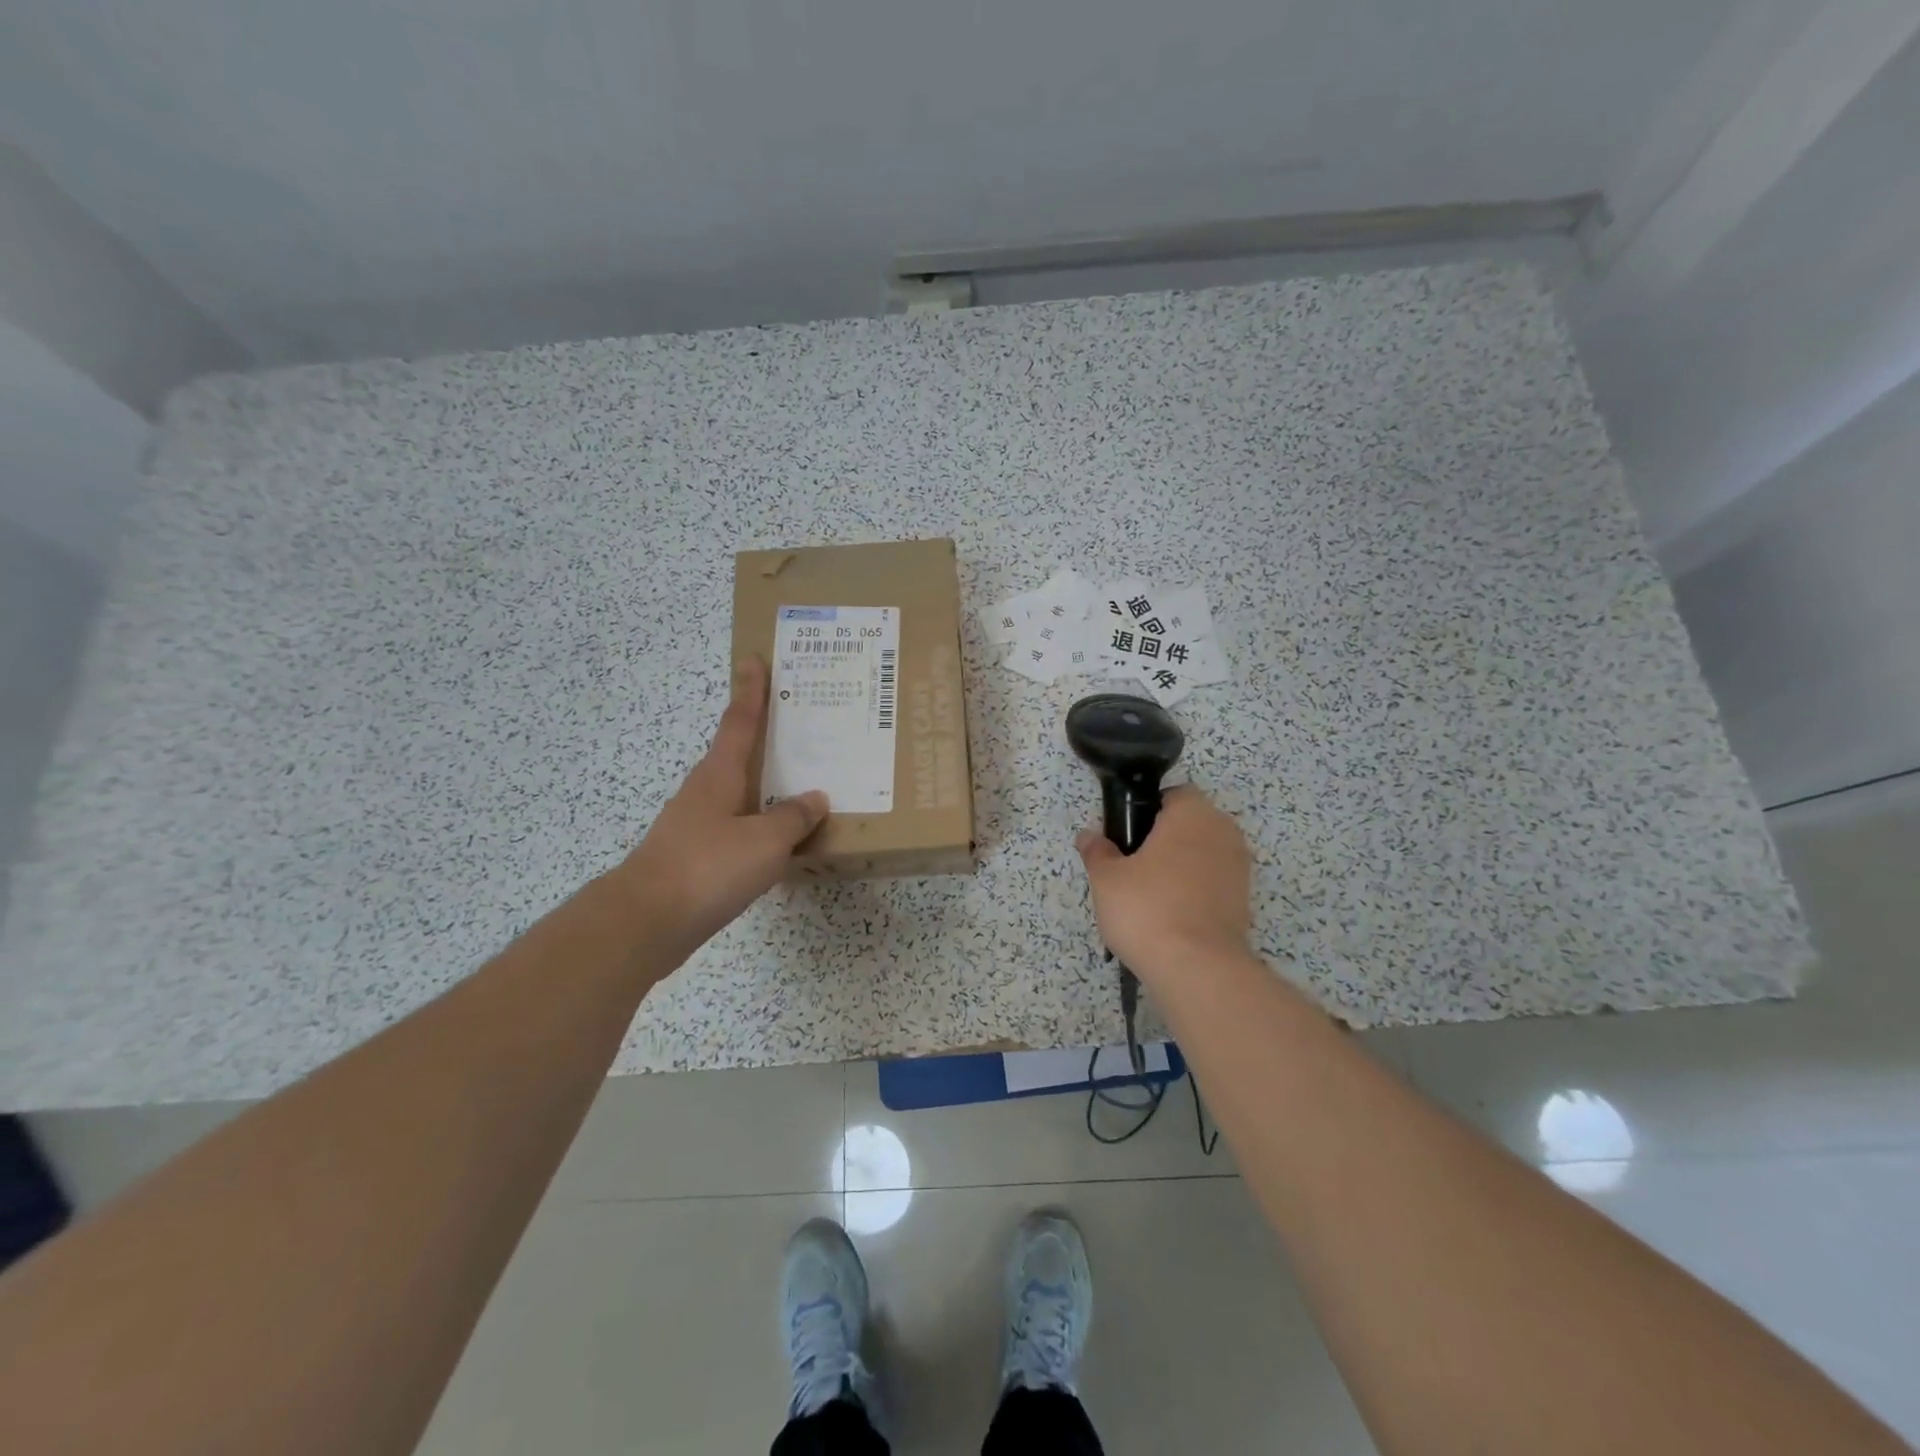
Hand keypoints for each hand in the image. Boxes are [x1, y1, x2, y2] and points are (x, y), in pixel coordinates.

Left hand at [617, 658, 827, 954]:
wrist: (645, 923)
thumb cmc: (707, 868)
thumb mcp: (764, 841)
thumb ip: (793, 818)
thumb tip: (815, 798)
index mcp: (719, 775)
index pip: (739, 721)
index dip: (750, 690)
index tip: (754, 659)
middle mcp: (705, 792)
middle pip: (737, 754)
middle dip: (763, 738)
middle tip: (797, 725)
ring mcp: (696, 825)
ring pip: (739, 794)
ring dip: (765, 786)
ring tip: (800, 786)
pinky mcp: (694, 858)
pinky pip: (736, 829)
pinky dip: (759, 826)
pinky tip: (778, 843)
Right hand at [1076, 786, 1252, 981]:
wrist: (1198, 969)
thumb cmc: (1148, 908)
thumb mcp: (1106, 878)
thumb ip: (1097, 851)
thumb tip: (1089, 836)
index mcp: (1192, 813)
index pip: (1172, 794)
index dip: (1145, 810)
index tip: (1126, 837)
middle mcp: (1223, 831)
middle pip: (1189, 824)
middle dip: (1163, 840)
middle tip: (1131, 867)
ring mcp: (1239, 868)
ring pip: (1202, 855)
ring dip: (1179, 867)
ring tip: (1149, 897)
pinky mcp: (1244, 901)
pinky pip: (1212, 883)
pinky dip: (1193, 892)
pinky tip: (1169, 917)